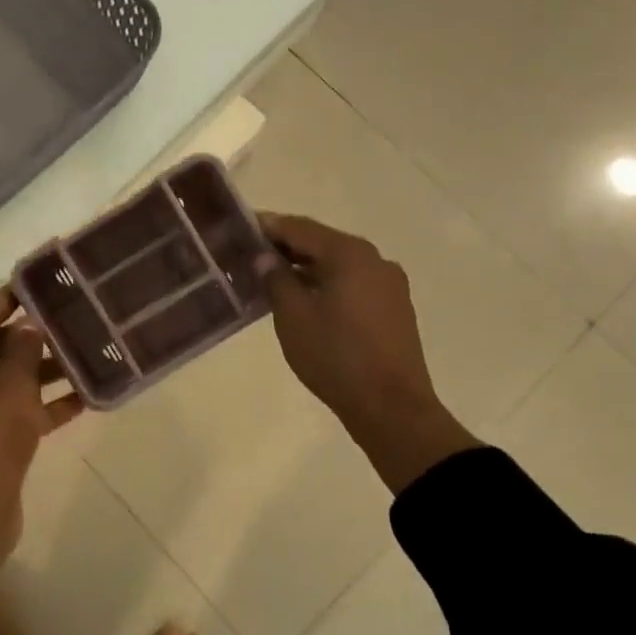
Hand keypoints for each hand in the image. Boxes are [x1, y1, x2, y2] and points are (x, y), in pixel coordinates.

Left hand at [0, 287, 82, 617]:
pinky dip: (41, 404)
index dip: (11, 297)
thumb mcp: (13, 387)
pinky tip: (82, 399)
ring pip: (7, 379)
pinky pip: (13, 410)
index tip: (42, 284)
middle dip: (32, 336)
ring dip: (41, 371)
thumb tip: (28, 325)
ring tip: (82, 356)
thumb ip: (24, 350)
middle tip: (69, 319)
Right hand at [259, 213, 478, 492]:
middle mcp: (374, 259)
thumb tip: (266, 257)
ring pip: (338, 265)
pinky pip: (353, 284)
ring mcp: (389, 284)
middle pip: (322, 243)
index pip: (300, 228)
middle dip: (287, 248)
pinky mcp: (394, 308)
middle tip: (252, 255)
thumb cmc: (335, 356)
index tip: (241, 228)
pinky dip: (326, 285)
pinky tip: (305, 301)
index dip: (268, 226)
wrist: (391, 407)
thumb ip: (276, 279)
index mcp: (349, 254)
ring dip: (306, 268)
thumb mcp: (293, 316)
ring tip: (273, 280)